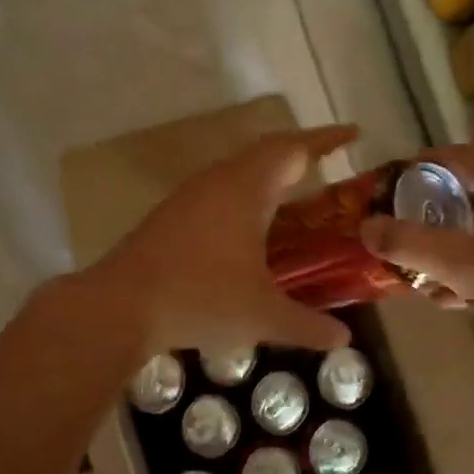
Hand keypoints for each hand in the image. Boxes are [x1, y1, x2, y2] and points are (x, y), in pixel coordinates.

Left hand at [93, 126, 356, 359]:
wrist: (119, 305)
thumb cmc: (199, 300)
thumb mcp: (262, 316)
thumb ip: (307, 326)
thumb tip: (344, 340)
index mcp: (246, 189)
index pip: (293, 149)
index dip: (326, 139)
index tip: (354, 134)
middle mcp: (219, 181)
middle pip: (266, 152)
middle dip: (301, 153)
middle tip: (330, 164)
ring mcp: (190, 195)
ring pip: (239, 170)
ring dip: (270, 174)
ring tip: (296, 193)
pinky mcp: (172, 214)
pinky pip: (220, 188)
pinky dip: (246, 194)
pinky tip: (250, 226)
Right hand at [359, 144, 473, 378]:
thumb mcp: (467, 268)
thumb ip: (411, 244)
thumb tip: (365, 226)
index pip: (455, 158)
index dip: (414, 177)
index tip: (385, 198)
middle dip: (439, 218)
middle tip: (408, 241)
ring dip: (465, 241)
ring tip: (433, 274)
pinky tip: (471, 288)